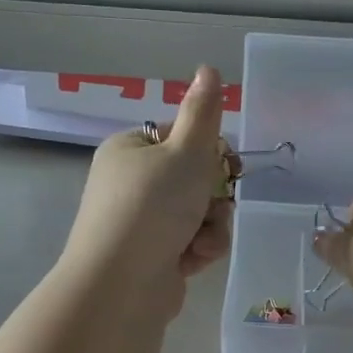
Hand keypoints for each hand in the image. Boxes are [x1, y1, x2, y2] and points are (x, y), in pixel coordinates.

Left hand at [63, 66, 234, 307]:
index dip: (212, 152)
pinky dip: (199, 250)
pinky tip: (192, 261)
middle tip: (212, 206)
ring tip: (200, 242)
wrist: (121, 284)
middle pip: (197, 178)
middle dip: (214, 198)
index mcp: (132, 149)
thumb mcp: (185, 153)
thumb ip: (203, 114)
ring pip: (200, 213)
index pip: (184, 138)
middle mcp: (133, 182)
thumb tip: (209, 68)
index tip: (230, 166)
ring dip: (211, 227)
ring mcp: (142, 222)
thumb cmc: (152, 208)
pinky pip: (192, 242)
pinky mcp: (154, 255)